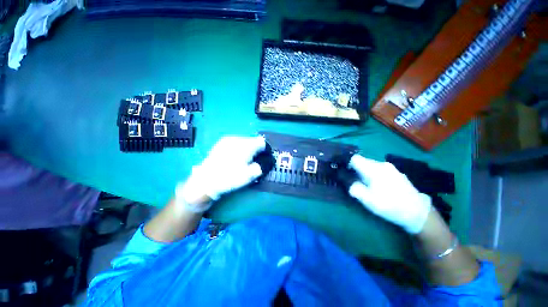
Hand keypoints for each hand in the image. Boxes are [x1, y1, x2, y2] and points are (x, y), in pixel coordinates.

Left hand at [175, 136, 265, 211]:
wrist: (206, 180)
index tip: (263, 158)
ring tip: (243, 160)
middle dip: (256, 149)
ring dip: (247, 149)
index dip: (265, 150)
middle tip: (253, 161)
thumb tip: (265, 162)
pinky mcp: (221, 143)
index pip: (262, 142)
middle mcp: (237, 139)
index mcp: (246, 145)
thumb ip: (261, 166)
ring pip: (244, 141)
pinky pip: (235, 143)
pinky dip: (238, 148)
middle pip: (253, 140)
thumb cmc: (229, 178)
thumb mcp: (249, 175)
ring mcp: (228, 140)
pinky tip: (234, 158)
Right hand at [347, 154, 430, 233]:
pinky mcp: (397, 173)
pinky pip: (380, 169)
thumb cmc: (390, 204)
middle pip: (363, 161)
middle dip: (356, 169)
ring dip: (365, 172)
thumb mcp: (368, 200)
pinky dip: (374, 174)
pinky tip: (380, 186)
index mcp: (373, 169)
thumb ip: (354, 188)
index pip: (355, 158)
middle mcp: (382, 164)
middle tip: (355, 182)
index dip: (347, 163)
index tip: (345, 172)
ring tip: (367, 185)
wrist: (417, 212)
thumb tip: (349, 182)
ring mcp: (391, 168)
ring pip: (371, 166)